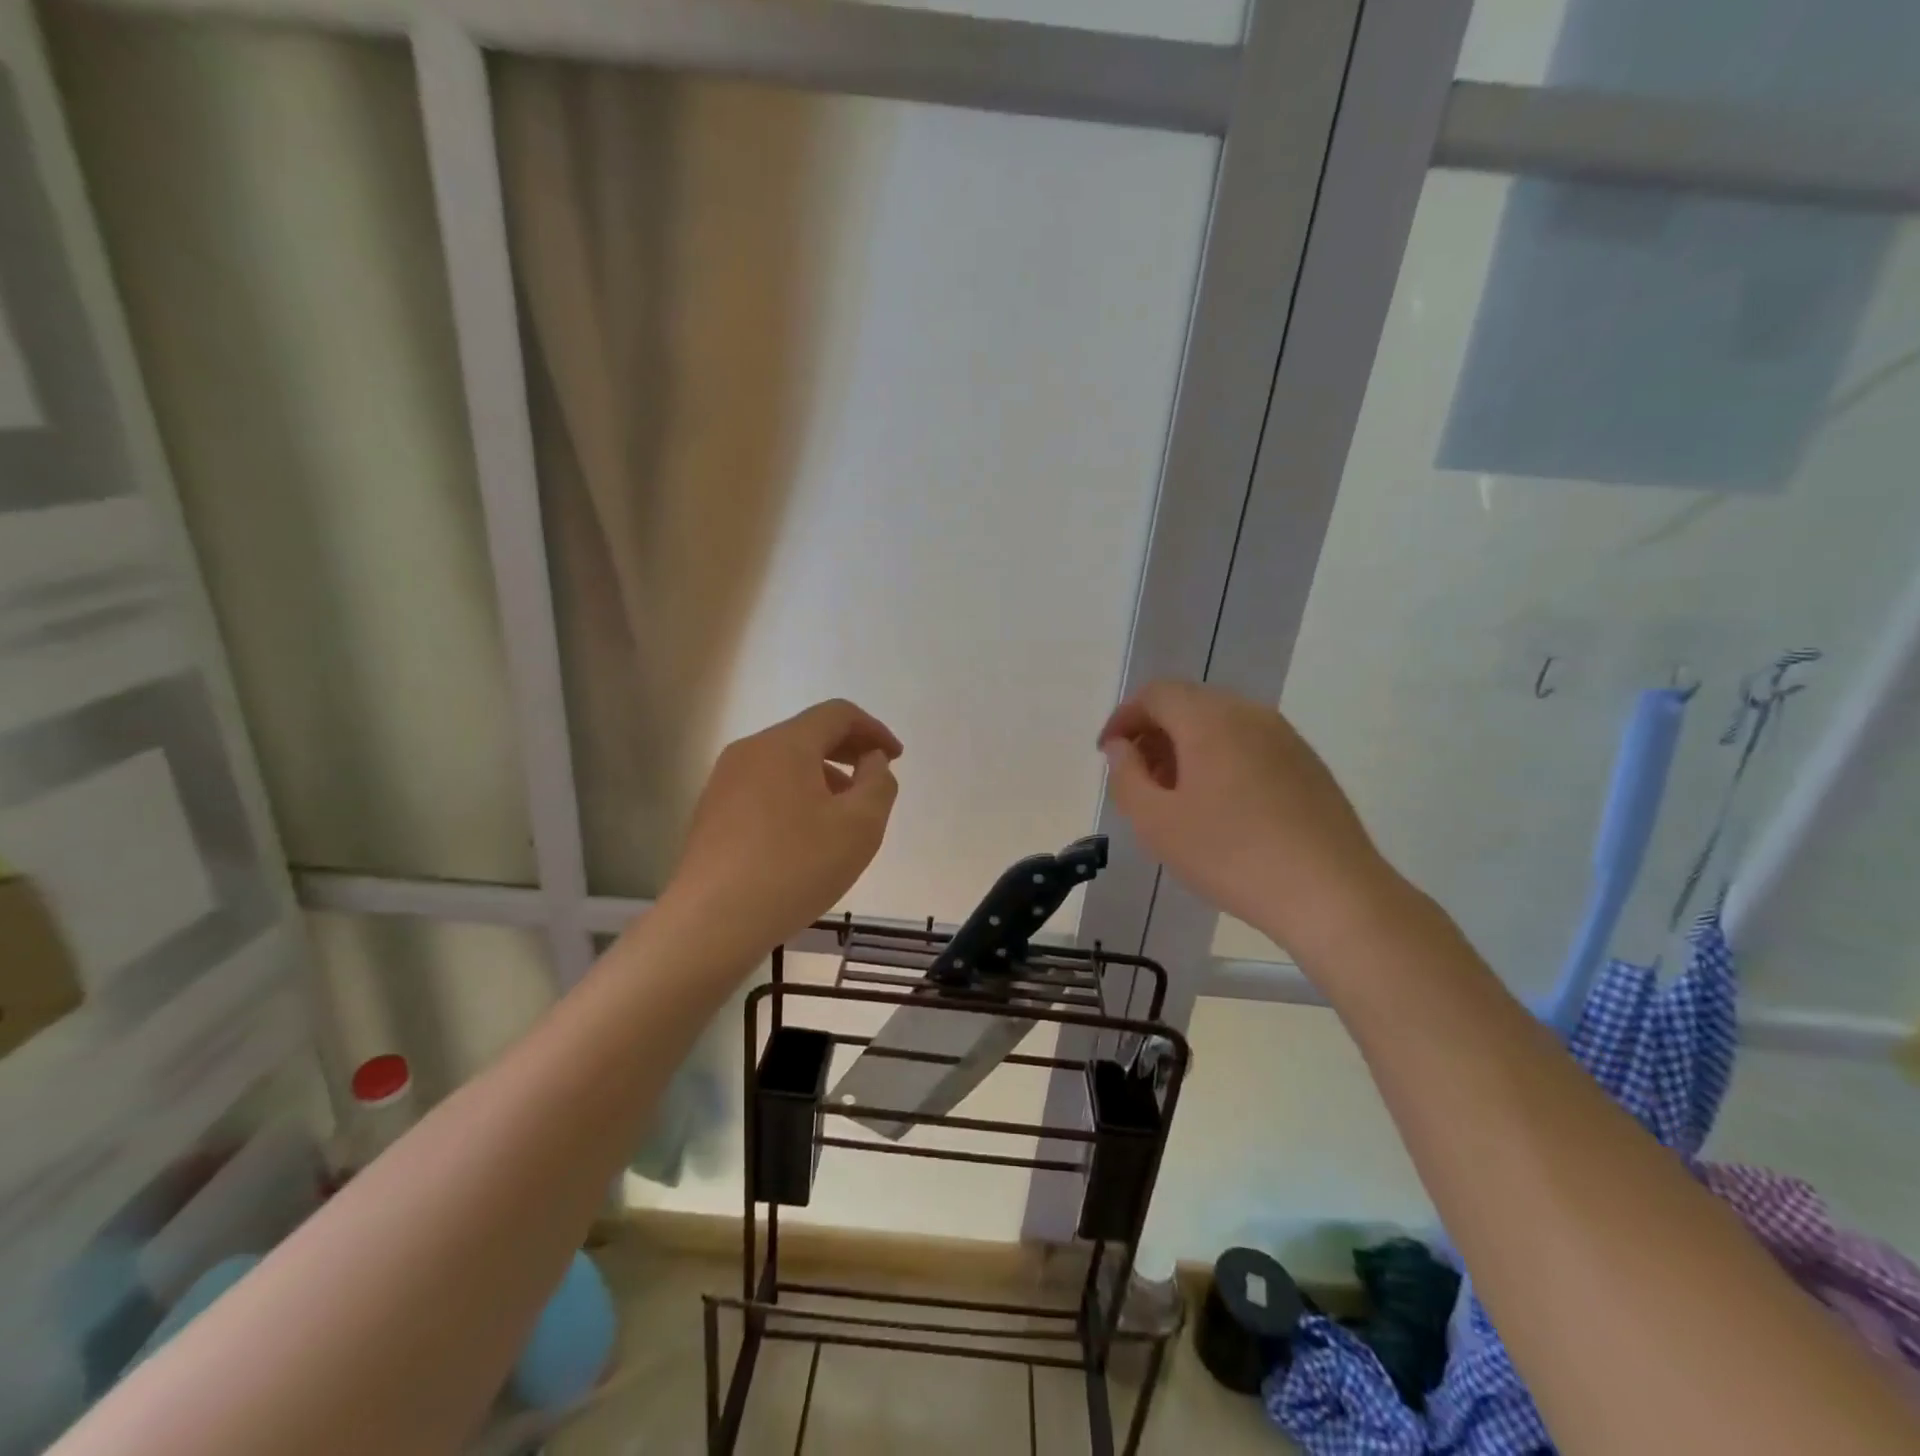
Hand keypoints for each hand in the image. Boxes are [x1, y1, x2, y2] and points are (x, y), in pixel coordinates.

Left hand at [665, 699, 901, 954]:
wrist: (712, 922)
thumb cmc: (795, 867)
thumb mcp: (860, 826)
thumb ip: (879, 783)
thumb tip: (872, 760)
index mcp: (785, 744)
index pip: (837, 714)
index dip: (874, 730)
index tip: (896, 758)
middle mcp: (750, 751)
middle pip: (808, 734)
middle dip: (848, 750)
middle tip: (875, 780)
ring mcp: (724, 781)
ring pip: (785, 762)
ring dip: (822, 775)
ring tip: (843, 815)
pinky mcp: (712, 811)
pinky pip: (764, 786)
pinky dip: (795, 794)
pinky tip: (805, 835)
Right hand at [1100, 681, 1401, 957]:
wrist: (1331, 893)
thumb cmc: (1230, 855)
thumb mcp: (1156, 823)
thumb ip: (1126, 776)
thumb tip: (1121, 747)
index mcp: (1209, 719)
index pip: (1155, 694)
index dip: (1124, 717)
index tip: (1108, 754)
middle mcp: (1249, 713)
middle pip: (1189, 703)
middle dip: (1154, 731)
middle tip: (1139, 776)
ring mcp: (1285, 737)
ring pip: (1221, 723)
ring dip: (1188, 746)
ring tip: (1176, 795)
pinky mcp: (1307, 763)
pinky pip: (1250, 744)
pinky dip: (1221, 758)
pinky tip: (1221, 806)